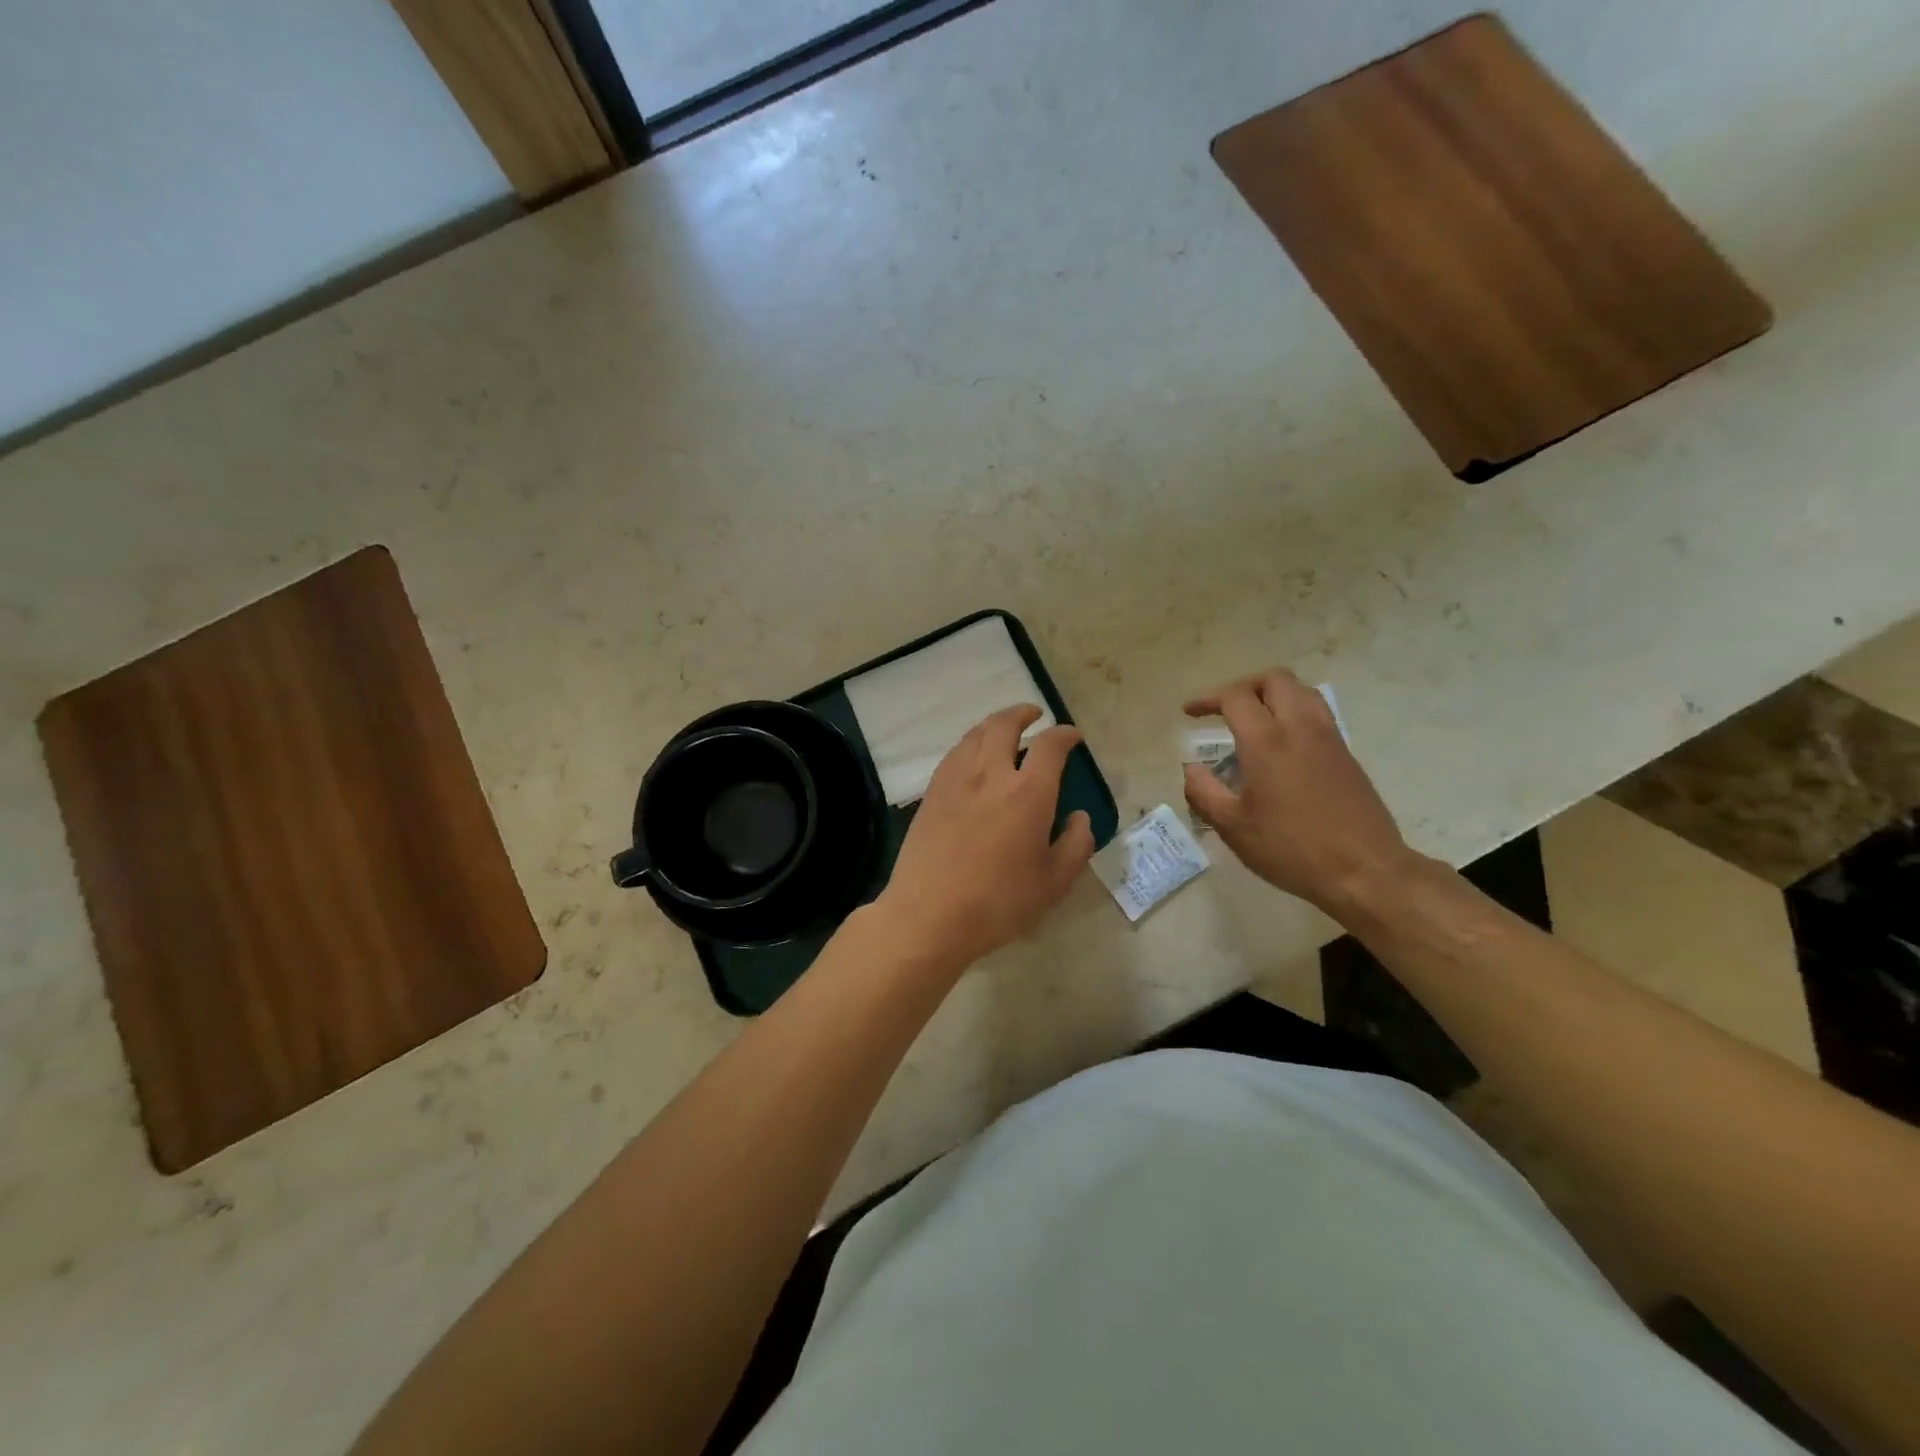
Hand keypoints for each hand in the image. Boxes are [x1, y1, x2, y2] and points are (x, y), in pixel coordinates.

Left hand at [873, 705, 1095, 975]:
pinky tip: (972, 757)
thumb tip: (1080, 818)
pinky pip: (954, 754)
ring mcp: (955, 780)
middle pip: (1004, 724)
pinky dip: (970, 744)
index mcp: (1028, 793)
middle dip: (1023, 713)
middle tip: (1034, 714)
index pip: (1050, 746)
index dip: (1065, 734)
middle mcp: (990, 774)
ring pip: (975, 734)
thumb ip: (1076, 845)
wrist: (929, 915)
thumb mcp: (1053, 883)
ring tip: (1004, 730)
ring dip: (994, 724)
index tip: (1073, 736)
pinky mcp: (931, 793)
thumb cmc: (998, 903)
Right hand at [1182, 669, 1414, 915]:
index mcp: (1267, 741)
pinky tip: (1281, 744)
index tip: (1190, 713)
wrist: (1365, 870)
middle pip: (1273, 680)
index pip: (1235, 697)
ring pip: (1301, 691)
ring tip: (1254, 719)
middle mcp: (1300, 727)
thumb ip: (1203, 792)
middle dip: (1243, 687)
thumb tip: (1191, 769)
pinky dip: (1293, 712)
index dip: (1207, 699)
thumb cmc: (1291, 848)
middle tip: (1223, 709)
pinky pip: (1317, 713)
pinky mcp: (1346, 753)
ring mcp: (1329, 738)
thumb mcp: (1234, 827)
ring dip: (1272, 695)